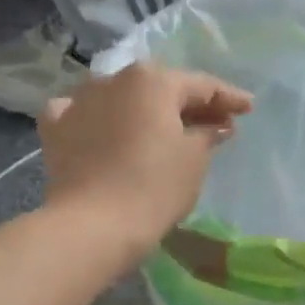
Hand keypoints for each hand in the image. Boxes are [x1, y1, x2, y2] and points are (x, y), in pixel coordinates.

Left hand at [39, 62, 252, 256]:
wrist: (93, 225)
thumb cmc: (154, 188)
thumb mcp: (194, 159)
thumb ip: (207, 133)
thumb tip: (215, 124)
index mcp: (153, 80)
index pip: (201, 85)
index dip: (228, 97)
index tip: (248, 108)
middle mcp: (113, 79)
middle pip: (160, 89)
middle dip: (187, 105)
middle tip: (215, 122)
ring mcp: (79, 101)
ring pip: (120, 98)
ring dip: (143, 111)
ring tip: (164, 129)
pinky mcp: (56, 128)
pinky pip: (84, 115)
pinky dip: (99, 120)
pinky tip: (105, 130)